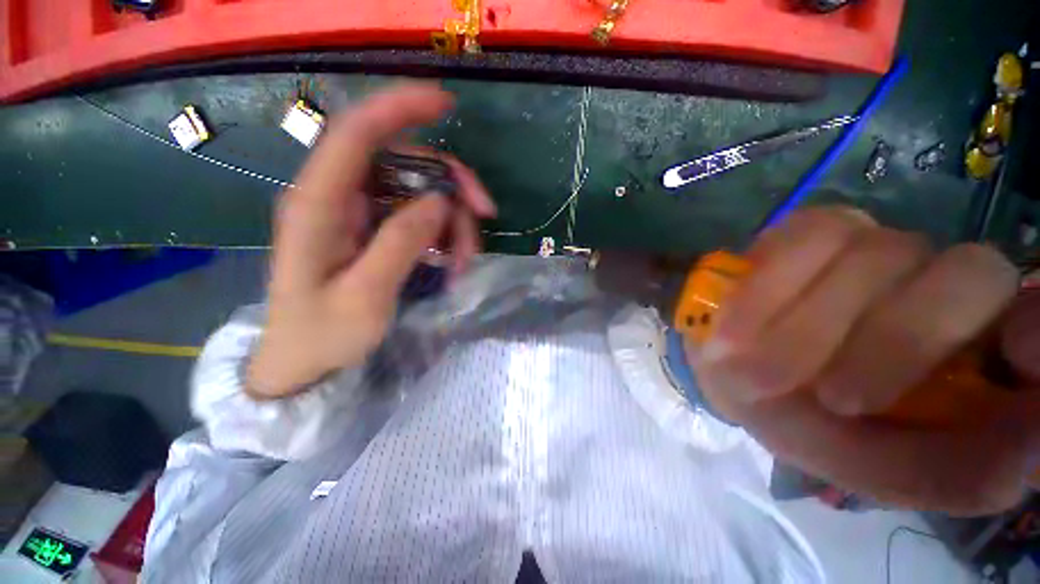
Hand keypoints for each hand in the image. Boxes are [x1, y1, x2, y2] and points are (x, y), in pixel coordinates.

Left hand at [247, 84, 495, 399]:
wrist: (303, 363)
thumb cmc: (322, 336)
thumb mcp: (365, 296)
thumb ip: (398, 244)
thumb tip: (438, 200)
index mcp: (319, 206)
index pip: (356, 134)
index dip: (399, 109)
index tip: (446, 104)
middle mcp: (337, 198)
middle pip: (403, 163)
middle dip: (450, 186)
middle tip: (483, 217)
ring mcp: (357, 214)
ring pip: (417, 192)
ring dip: (451, 220)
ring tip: (464, 260)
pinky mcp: (372, 230)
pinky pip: (417, 216)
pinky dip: (442, 233)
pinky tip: (451, 260)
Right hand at [688, 207, 1038, 514]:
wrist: (729, 371)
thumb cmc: (805, 423)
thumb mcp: (873, 468)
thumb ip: (957, 473)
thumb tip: (1038, 449)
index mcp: (976, 349)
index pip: (1037, 317)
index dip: (1035, 331)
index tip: (1013, 360)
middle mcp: (943, 282)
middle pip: (970, 276)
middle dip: (899, 343)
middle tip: (833, 400)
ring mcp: (876, 244)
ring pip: (878, 258)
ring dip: (811, 331)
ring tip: (757, 373)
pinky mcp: (815, 228)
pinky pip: (809, 238)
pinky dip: (770, 289)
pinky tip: (739, 327)